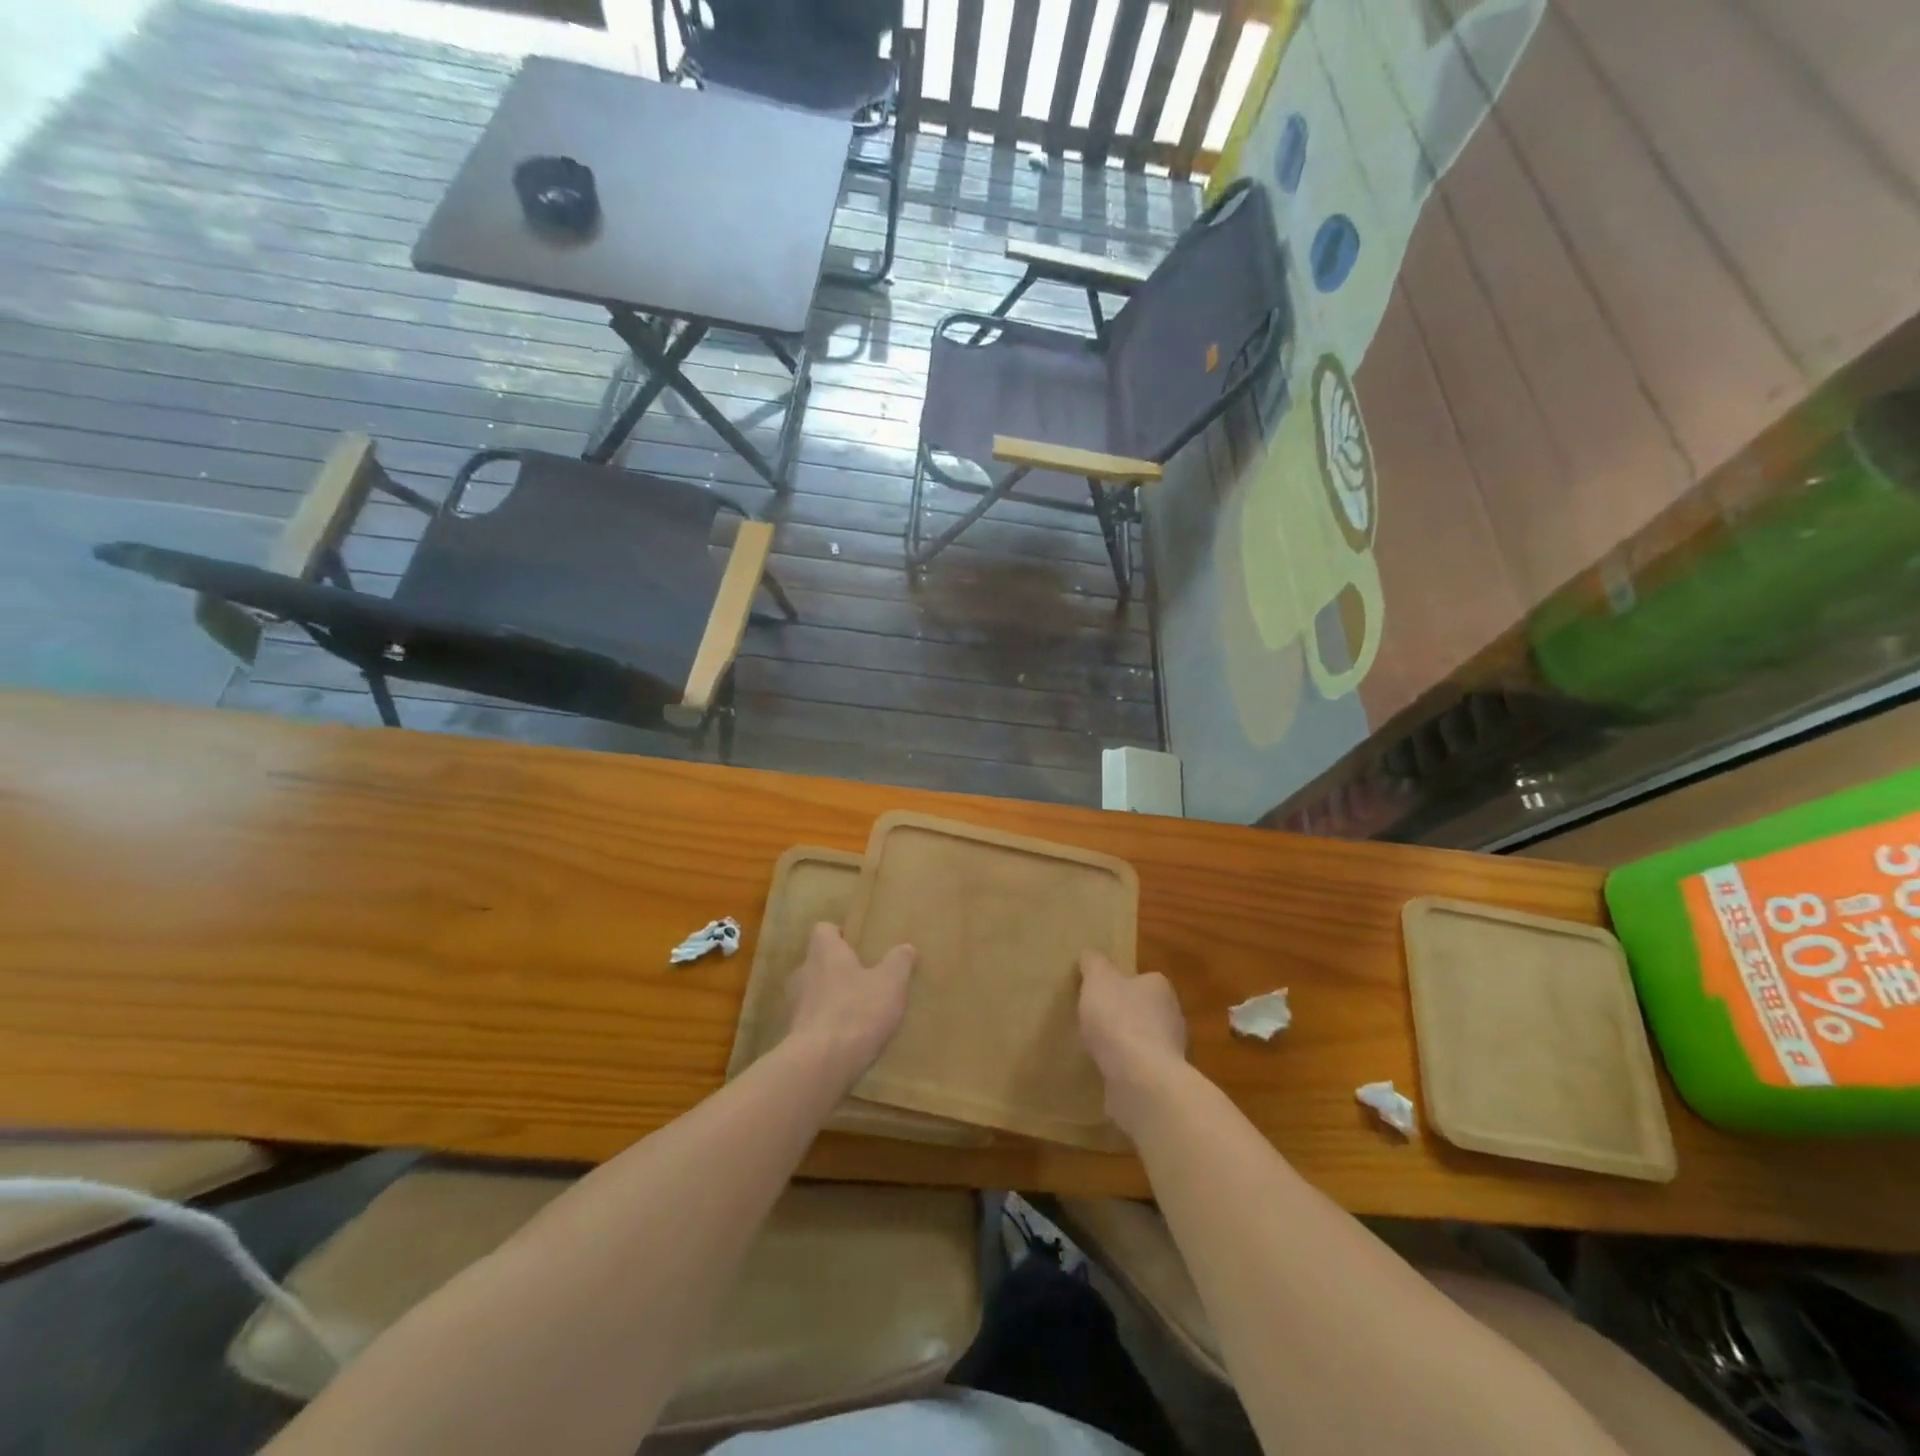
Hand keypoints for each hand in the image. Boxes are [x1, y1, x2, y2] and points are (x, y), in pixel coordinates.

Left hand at [783, 923, 915, 1080]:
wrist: (821, 1064)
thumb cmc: (857, 1011)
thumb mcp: (890, 983)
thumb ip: (898, 962)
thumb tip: (906, 947)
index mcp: (824, 952)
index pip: (823, 930)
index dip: (838, 934)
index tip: (856, 944)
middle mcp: (804, 972)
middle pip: (817, 962)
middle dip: (837, 969)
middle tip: (861, 978)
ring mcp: (795, 1006)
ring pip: (813, 992)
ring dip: (830, 998)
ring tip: (855, 1010)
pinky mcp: (794, 1035)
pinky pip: (812, 1021)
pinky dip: (826, 1024)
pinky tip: (846, 1038)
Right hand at [1078, 952, 1186, 1131]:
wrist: (1140, 1078)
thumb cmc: (1119, 1018)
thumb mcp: (1098, 980)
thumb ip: (1094, 964)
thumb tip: (1090, 955)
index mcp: (1160, 988)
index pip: (1143, 979)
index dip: (1121, 984)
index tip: (1100, 992)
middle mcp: (1172, 1016)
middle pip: (1145, 1010)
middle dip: (1125, 1015)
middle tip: (1096, 1020)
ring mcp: (1171, 1051)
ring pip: (1144, 1041)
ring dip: (1126, 1044)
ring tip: (1097, 1048)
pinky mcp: (1163, 1080)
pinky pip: (1140, 1068)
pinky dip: (1126, 1069)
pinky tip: (1106, 1071)